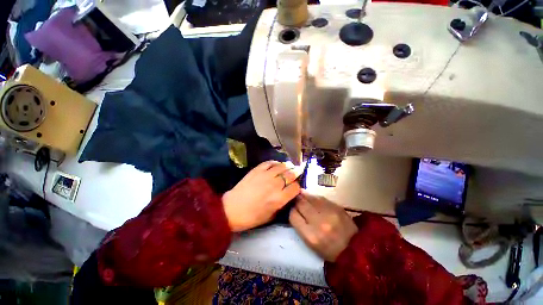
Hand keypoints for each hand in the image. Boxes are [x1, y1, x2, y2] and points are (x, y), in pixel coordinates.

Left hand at [223, 161, 300, 231]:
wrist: (232, 209)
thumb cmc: (252, 216)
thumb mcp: (271, 216)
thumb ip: (282, 204)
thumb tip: (288, 194)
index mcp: (279, 198)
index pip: (295, 187)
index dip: (297, 186)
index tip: (295, 186)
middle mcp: (275, 185)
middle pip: (291, 174)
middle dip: (296, 172)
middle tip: (298, 171)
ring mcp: (265, 175)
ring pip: (282, 166)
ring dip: (288, 166)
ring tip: (290, 166)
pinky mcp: (257, 170)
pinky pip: (269, 163)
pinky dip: (275, 163)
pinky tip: (277, 164)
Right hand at [289, 192, 357, 261]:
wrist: (356, 249)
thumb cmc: (330, 250)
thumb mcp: (311, 244)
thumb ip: (301, 226)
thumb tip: (294, 209)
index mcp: (310, 236)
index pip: (293, 215)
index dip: (291, 210)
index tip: (292, 209)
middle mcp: (318, 222)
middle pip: (300, 203)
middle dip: (296, 201)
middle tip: (296, 200)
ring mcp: (328, 212)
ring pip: (309, 197)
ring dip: (304, 196)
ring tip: (303, 197)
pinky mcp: (336, 206)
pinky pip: (319, 197)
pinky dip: (314, 197)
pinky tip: (313, 198)